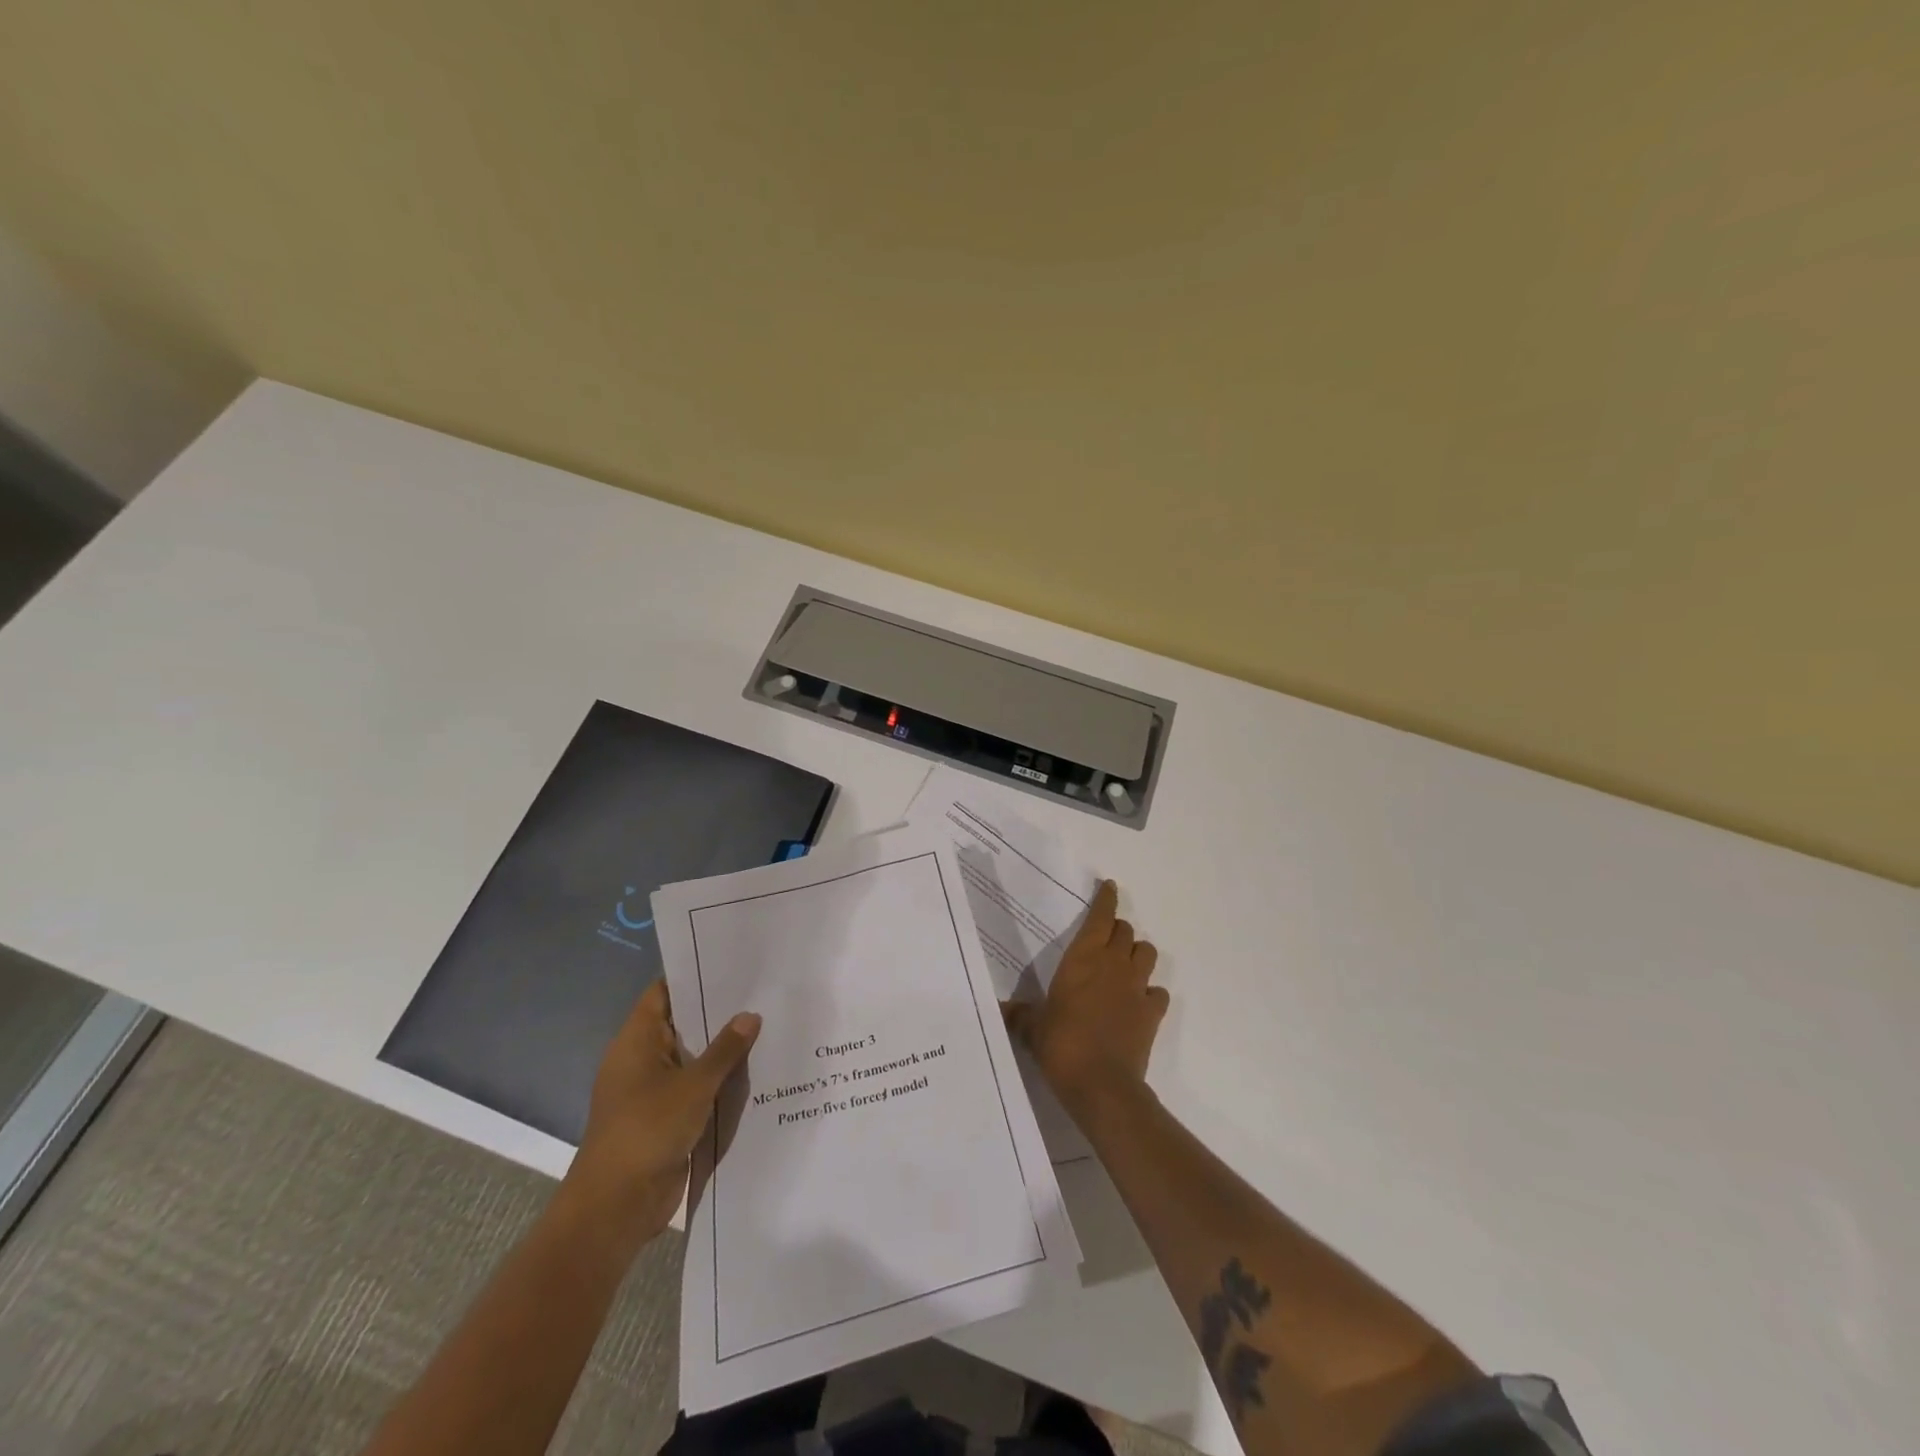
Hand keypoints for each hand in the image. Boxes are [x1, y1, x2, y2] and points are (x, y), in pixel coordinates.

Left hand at [561, 980, 759, 1253]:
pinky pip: (694, 1088)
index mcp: (636, 1041)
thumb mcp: (694, 1085)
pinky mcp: (664, 1118)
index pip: (664, 992)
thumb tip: (750, 1015)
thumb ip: (725, 1049)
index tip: (732, 961)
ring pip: (691, 1057)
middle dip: (717, 1011)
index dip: (694, 976)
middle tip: (762, 991)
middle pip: (681, 1023)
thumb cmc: (647, 1130)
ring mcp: (651, 1090)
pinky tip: (754, 1071)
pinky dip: (717, 1080)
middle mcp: (641, 1059)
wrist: (616, 1206)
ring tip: (767, 1024)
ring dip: (721, 1049)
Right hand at [1005, 880, 1167, 1114]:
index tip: (1108, 886)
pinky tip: (1139, 1002)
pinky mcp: (1152, 1013)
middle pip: (1125, 931)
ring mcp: (1137, 988)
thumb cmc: (1061, 1044)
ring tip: (1125, 965)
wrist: (1101, 1084)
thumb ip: (1019, 1013)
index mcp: (1083, 958)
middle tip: (1105, 939)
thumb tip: (999, 1009)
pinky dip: (1151, 993)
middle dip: (1117, 930)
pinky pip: (1158, 992)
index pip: (1100, 916)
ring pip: (1147, 953)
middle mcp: (1113, 964)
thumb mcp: (1032, 1027)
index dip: (1106, 899)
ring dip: (1137, 954)